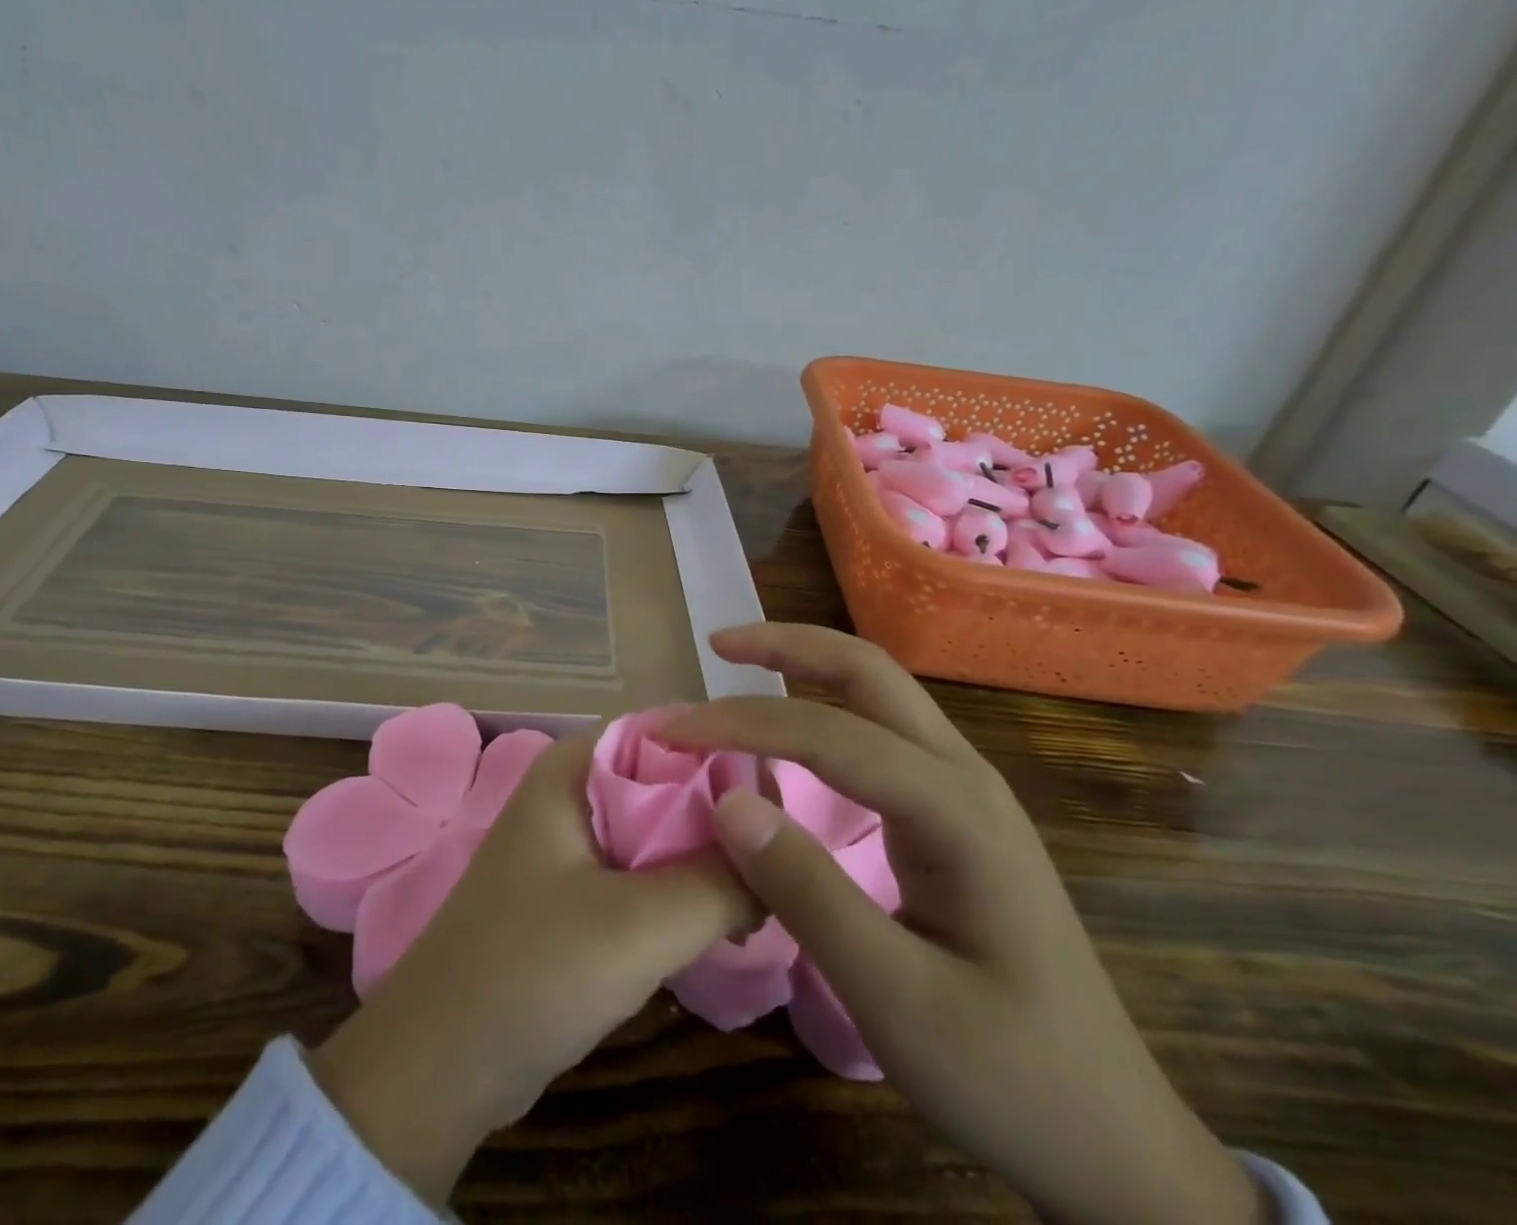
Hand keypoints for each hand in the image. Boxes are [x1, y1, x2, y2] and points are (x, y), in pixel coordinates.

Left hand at [310, 729, 755, 1205]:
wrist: (441, 1066)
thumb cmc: (531, 971)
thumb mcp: (638, 924)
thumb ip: (719, 882)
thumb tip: (785, 857)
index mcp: (574, 766)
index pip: (669, 730)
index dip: (729, 753)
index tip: (788, 796)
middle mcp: (574, 790)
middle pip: (669, 778)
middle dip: (727, 812)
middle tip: (794, 851)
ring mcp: (576, 843)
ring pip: (662, 829)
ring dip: (712, 856)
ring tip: (773, 887)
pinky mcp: (581, 893)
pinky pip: (647, 871)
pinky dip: (687, 888)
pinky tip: (732, 918)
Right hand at [658, 623, 1266, 1224]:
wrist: (1114, 1141)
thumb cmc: (1009, 1077)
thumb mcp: (897, 1000)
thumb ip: (808, 893)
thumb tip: (727, 801)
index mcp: (958, 813)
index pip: (832, 734)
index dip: (743, 722)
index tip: (671, 729)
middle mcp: (966, 778)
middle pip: (871, 673)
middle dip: (789, 646)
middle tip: (717, 644)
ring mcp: (966, 792)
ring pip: (879, 693)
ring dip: (806, 667)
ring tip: (739, 667)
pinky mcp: (954, 816)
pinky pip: (881, 733)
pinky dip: (823, 707)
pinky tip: (791, 728)